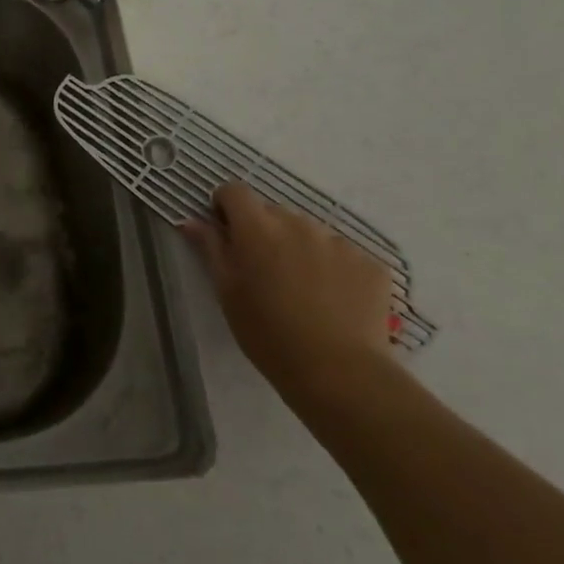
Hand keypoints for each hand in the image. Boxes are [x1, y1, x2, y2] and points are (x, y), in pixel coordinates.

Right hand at [183, 182, 396, 404]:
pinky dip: (333, 269)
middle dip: (263, 232)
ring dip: (299, 249)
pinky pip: (343, 255)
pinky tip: (333, 302)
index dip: (225, 207)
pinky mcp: (371, 263)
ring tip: (302, 291)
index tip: (225, 233)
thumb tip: (192, 221)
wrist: (339, 372)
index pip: (234, 191)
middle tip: (263, 272)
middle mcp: (298, 223)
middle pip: (272, 212)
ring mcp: (338, 241)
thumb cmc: (267, 333)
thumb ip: (211, 249)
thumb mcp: (227, 292)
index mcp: (257, 228)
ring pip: (309, 233)